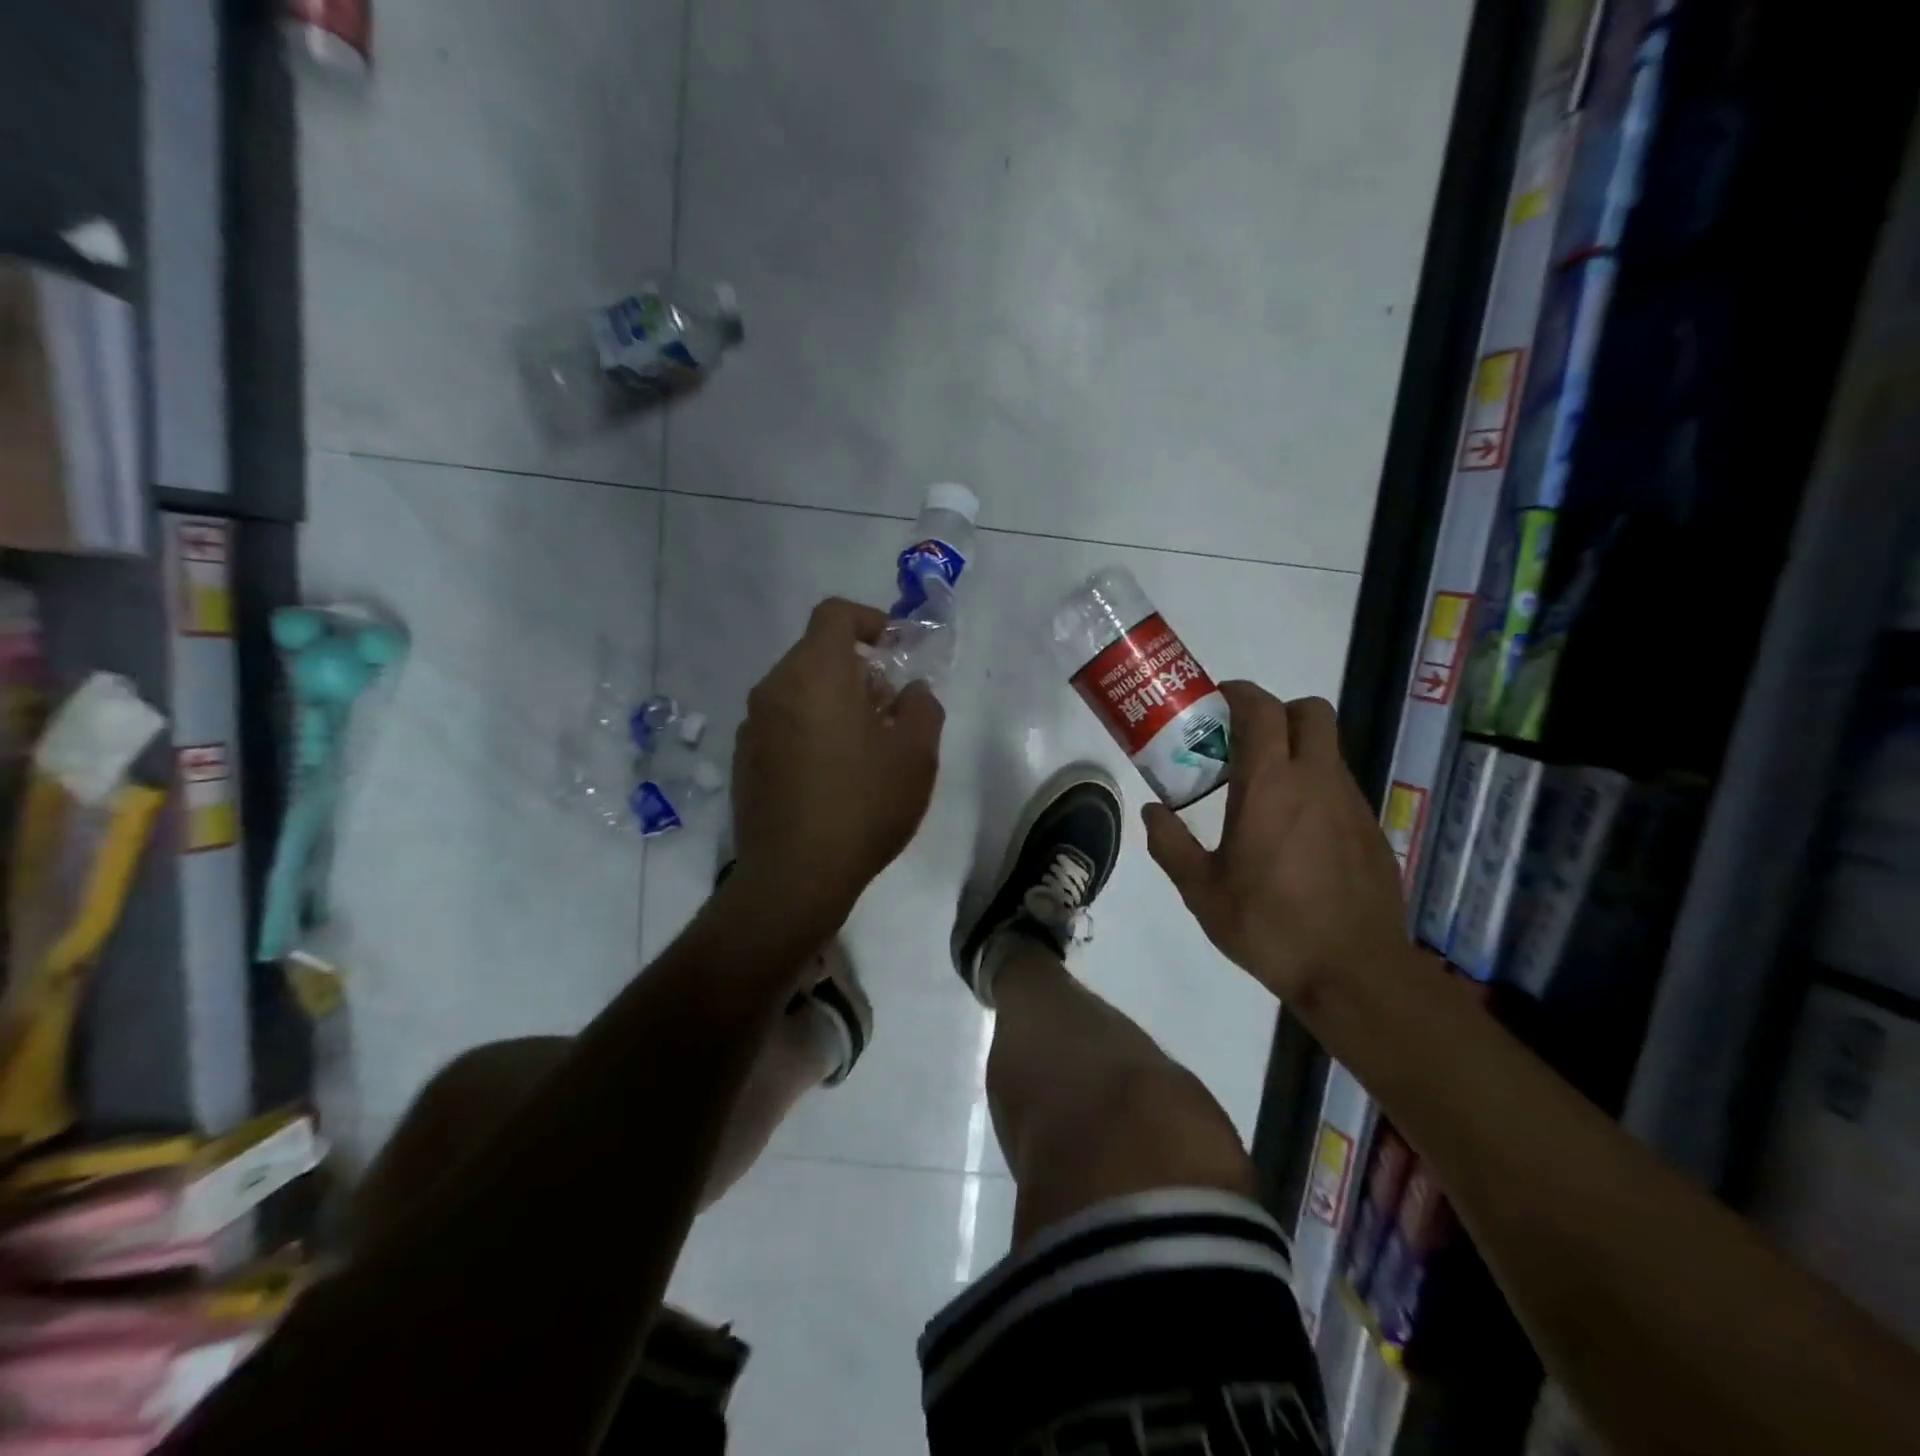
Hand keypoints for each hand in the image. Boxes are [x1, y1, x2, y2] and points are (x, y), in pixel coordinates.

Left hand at [730, 598, 944, 922]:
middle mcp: (774, 689)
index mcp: (814, 674)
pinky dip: (810, 729)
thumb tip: (910, 692)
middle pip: (817, 654)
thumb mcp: (916, 755)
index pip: (835, 614)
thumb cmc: (862, 805)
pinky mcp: (743, 761)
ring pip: (799, 691)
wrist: (793, 877)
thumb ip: (922, 707)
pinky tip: (832, 776)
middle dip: (858, 670)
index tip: (896, 648)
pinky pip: (782, 724)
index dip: (870, 620)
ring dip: (834, 702)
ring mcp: (752, 726)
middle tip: (891, 710)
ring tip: (865, 748)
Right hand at [1143, 681, 1408, 1006]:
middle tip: (1244, 739)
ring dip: (1296, 749)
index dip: (1240, 693)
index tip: (1217, 701)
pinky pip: (1339, 786)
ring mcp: (1351, 803)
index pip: (1263, 710)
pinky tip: (1294, 831)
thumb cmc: (1270, 925)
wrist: (1356, 973)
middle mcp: (1317, 781)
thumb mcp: (1202, 891)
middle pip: (1311, 711)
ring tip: (1263, 790)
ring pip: (1328, 748)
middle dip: (1277, 710)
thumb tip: (1152, 811)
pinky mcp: (1371, 829)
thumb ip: (1170, 844)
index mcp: (1271, 786)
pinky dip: (1314, 786)